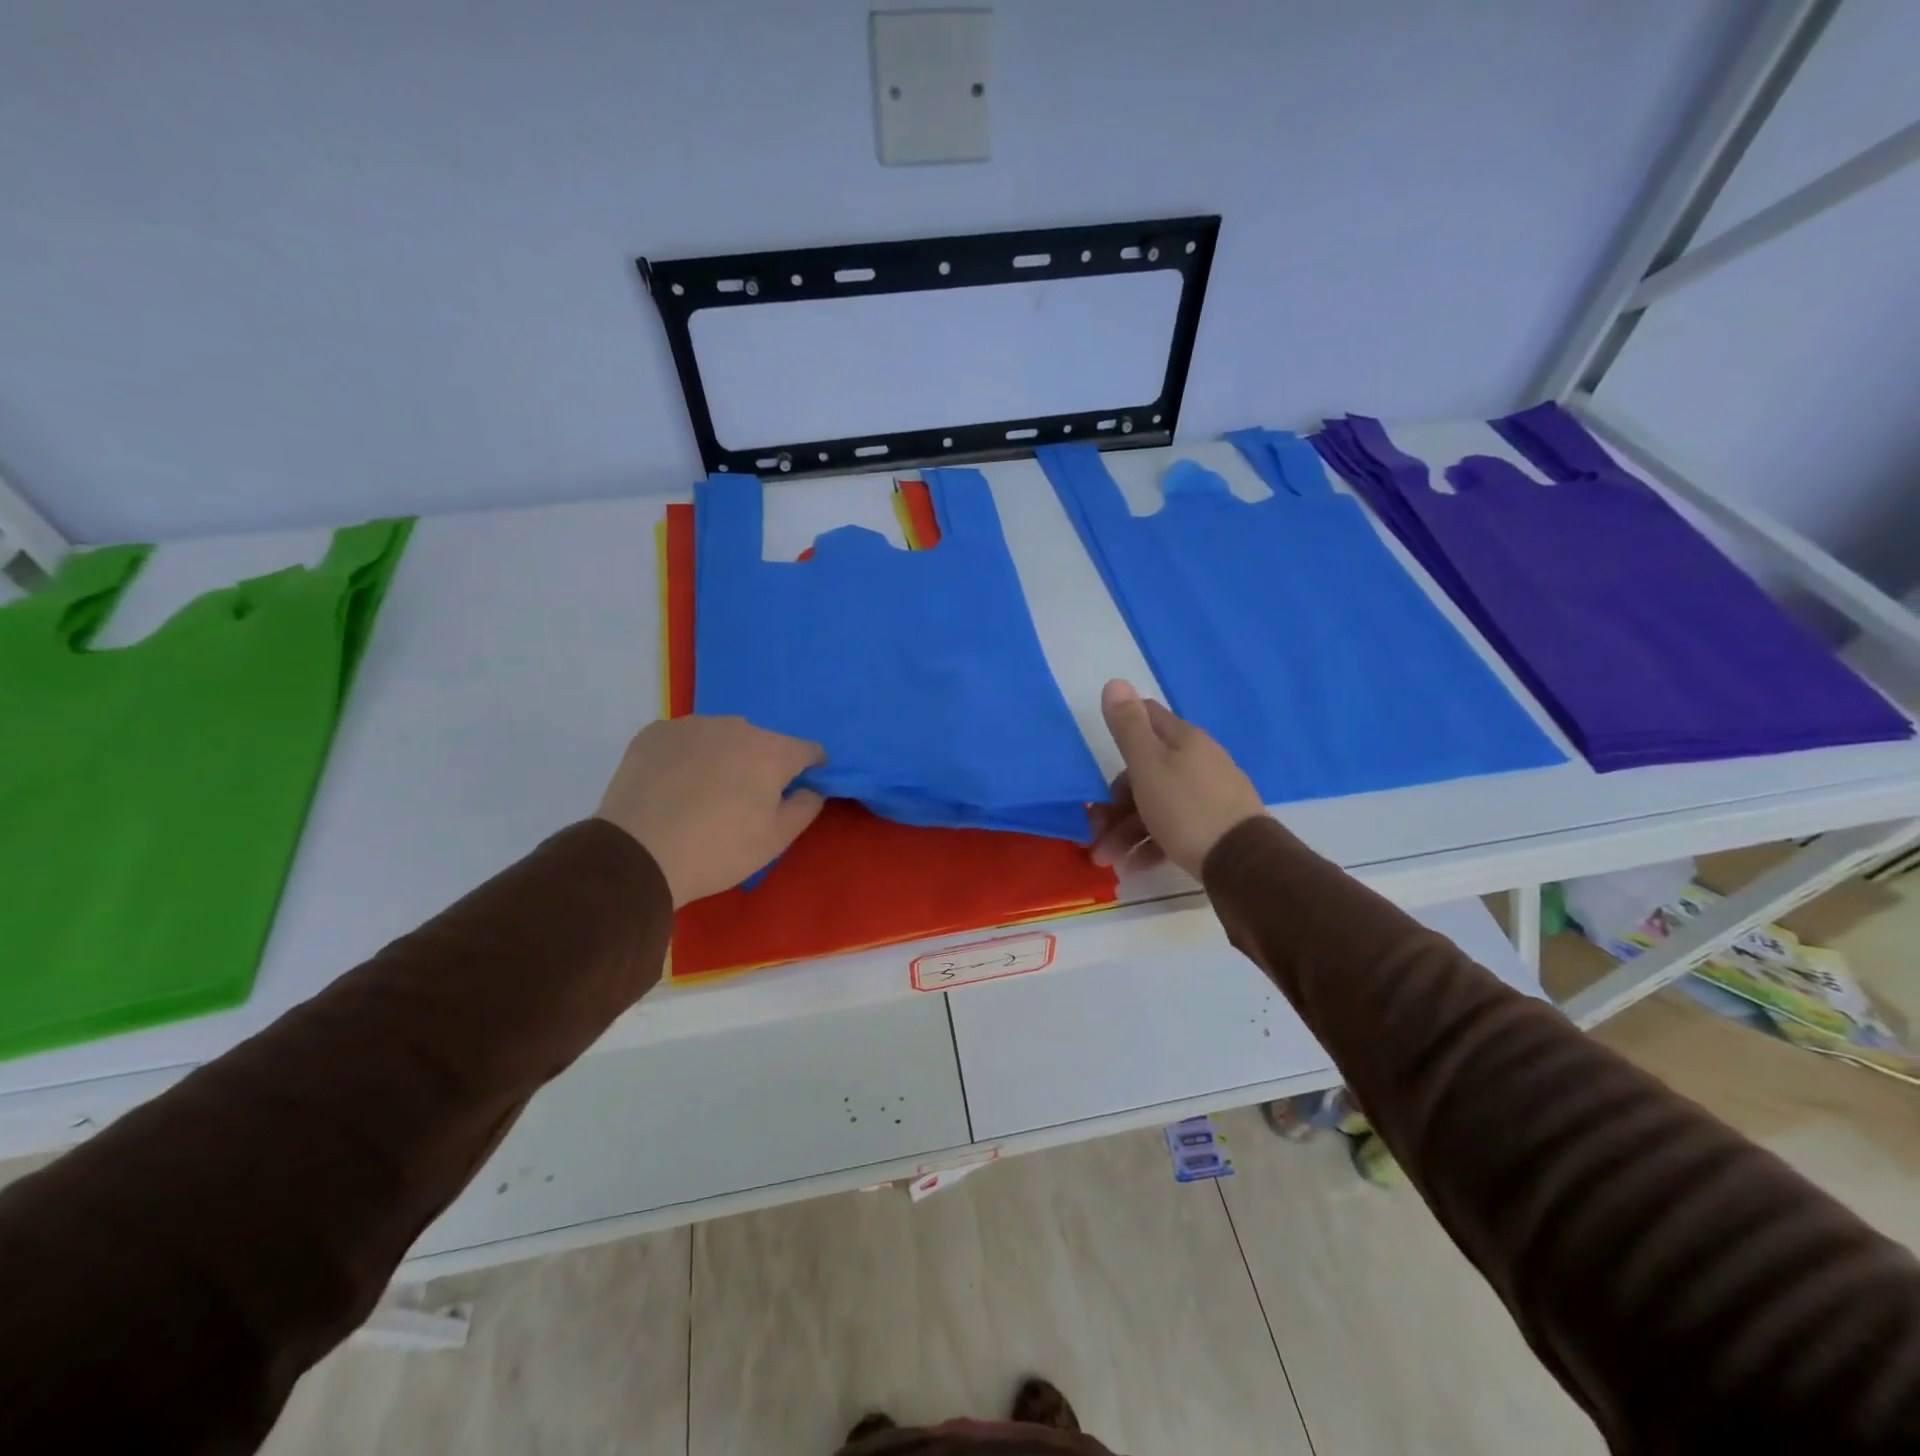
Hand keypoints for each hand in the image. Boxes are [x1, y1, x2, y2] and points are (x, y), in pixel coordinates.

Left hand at [596, 716, 825, 906]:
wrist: (636, 855)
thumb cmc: (717, 850)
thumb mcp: (775, 840)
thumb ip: (806, 806)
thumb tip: (812, 787)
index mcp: (771, 751)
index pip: (808, 750)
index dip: (811, 768)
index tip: (800, 788)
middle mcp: (735, 726)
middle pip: (762, 741)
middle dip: (762, 764)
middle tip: (745, 800)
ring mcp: (691, 725)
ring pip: (722, 737)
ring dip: (724, 756)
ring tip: (705, 792)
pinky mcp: (654, 732)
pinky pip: (685, 740)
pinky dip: (687, 756)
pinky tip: (674, 785)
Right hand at [1090, 679, 1263, 879]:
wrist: (1243, 861)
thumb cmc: (1185, 808)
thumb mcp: (1148, 764)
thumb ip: (1128, 726)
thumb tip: (1115, 681)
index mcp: (1183, 740)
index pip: (1147, 717)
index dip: (1119, 732)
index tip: (1096, 761)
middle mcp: (1200, 760)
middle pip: (1147, 771)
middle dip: (1115, 802)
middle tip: (1095, 830)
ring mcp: (1210, 794)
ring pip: (1157, 804)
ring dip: (1127, 831)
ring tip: (1109, 859)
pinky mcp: (1216, 826)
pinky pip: (1174, 827)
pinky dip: (1151, 844)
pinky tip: (1135, 866)